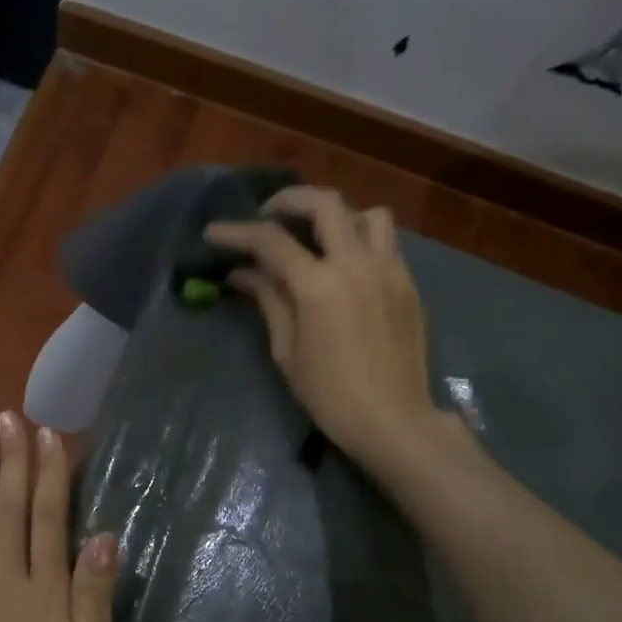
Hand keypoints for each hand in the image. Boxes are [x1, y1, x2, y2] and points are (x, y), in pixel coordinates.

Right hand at [204, 185, 445, 473]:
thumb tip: (242, 274)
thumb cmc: (329, 395)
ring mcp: (390, 270)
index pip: (272, 241)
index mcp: (319, 286)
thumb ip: (269, 301)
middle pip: (325, 204)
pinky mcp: (408, 283)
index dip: (237, 233)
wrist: (393, 420)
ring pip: (367, 214)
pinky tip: (343, 265)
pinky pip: (386, 242)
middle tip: (267, 217)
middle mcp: (357, 264)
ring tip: (316, 236)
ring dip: (336, 215)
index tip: (214, 232)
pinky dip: (360, 239)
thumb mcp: (287, 351)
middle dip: (289, 201)